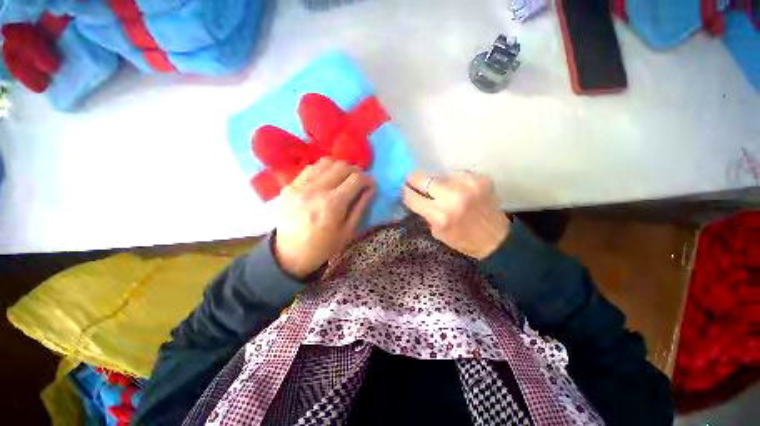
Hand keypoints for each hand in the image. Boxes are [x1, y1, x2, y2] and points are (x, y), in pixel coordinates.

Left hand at [274, 158, 375, 278]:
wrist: (290, 254)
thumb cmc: (324, 246)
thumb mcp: (349, 230)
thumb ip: (361, 205)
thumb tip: (371, 186)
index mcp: (332, 204)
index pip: (355, 179)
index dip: (367, 179)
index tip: (370, 184)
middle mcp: (315, 190)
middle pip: (341, 166)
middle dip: (355, 170)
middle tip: (358, 180)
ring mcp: (299, 186)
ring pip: (326, 162)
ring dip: (339, 167)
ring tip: (343, 178)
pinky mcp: (289, 186)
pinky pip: (310, 168)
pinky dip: (323, 170)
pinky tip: (326, 180)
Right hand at [403, 171, 509, 259]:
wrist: (496, 239)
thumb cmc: (462, 239)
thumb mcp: (436, 231)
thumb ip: (424, 212)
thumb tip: (413, 195)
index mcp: (440, 216)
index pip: (411, 197)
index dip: (404, 191)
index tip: (402, 188)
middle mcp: (452, 197)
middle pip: (423, 178)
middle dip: (415, 180)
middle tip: (413, 181)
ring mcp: (468, 185)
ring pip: (440, 175)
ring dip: (438, 183)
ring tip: (445, 191)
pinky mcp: (480, 179)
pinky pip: (457, 175)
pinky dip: (455, 182)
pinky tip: (461, 191)